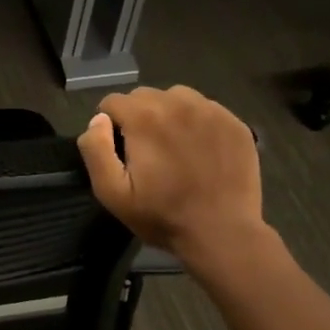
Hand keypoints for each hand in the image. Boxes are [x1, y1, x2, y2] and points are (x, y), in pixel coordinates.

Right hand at [77, 86, 269, 269]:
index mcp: (144, 117)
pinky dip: (196, 122)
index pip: (112, 102)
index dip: (109, 126)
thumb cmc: (162, 215)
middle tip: (145, 151)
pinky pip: (205, 109)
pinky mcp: (234, 123)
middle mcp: (178, 103)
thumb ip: (96, 149)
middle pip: (143, 96)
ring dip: (167, 115)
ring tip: (172, 146)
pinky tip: (199, 150)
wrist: (223, 234)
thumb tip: (98, 120)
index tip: (119, 151)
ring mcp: (211, 111)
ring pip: (176, 97)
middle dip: (137, 117)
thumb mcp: (112, 192)